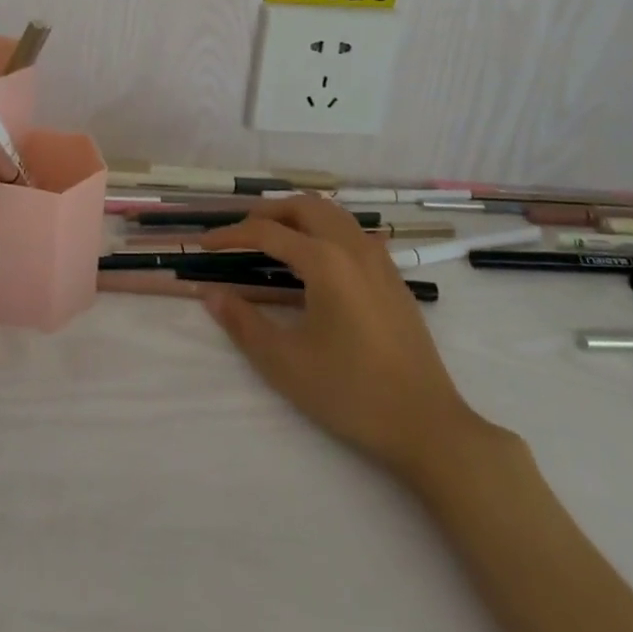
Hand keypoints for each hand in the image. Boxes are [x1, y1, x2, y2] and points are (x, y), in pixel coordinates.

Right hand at [198, 197, 494, 486]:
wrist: (428, 425)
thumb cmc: (352, 393)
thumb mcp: (286, 364)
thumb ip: (244, 323)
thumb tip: (212, 294)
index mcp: (325, 261)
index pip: (266, 233)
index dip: (230, 235)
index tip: (204, 245)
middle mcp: (352, 247)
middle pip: (302, 206)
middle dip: (265, 213)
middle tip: (238, 233)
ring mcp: (378, 259)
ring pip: (331, 213)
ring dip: (296, 215)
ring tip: (271, 237)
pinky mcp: (393, 276)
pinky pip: (351, 230)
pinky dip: (323, 227)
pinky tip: (315, 258)